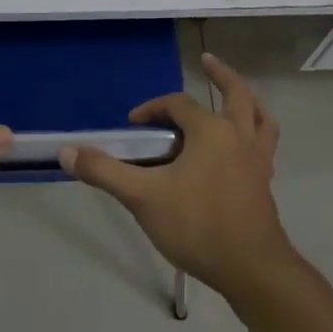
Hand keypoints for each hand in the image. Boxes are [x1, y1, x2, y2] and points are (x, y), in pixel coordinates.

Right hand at [61, 53, 291, 297]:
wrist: (251, 270)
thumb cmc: (197, 226)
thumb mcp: (143, 198)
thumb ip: (105, 172)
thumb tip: (67, 152)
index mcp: (212, 131)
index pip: (178, 105)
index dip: (153, 108)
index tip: (133, 125)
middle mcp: (240, 137)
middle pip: (236, 95)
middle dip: (221, 75)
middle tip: (207, 60)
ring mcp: (258, 160)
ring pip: (261, 118)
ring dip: (248, 102)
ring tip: (236, 96)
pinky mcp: (265, 183)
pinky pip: (264, 146)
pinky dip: (256, 134)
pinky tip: (242, 146)